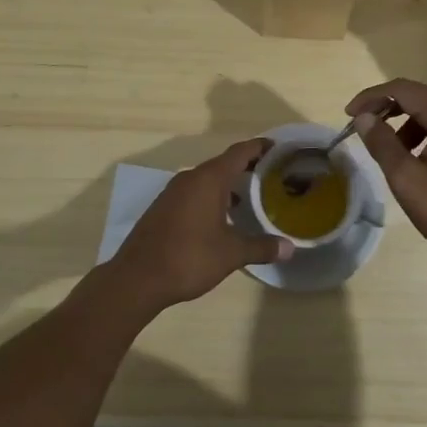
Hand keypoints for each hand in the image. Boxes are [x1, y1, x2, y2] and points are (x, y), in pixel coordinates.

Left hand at [109, 138, 293, 310]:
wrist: (137, 278)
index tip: (277, 148)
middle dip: (246, 167)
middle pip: (223, 163)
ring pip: (206, 179)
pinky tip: (220, 218)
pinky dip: (211, 197)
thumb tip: (289, 248)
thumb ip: (261, 247)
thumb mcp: (231, 254)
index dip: (259, 147)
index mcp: (209, 179)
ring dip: (227, 184)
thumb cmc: (188, 258)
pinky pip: (193, 192)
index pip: (239, 152)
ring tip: (249, 198)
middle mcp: (190, 178)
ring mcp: (173, 192)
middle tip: (270, 175)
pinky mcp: (163, 207)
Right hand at [346, 79, 426, 276]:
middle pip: (420, 97)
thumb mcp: (408, 180)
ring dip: (408, 125)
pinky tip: (419, 159)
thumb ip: (382, 143)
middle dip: (388, 110)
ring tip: (392, 153)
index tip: (348, 115)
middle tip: (363, 129)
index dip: (371, 97)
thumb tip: (364, 117)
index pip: (403, 89)